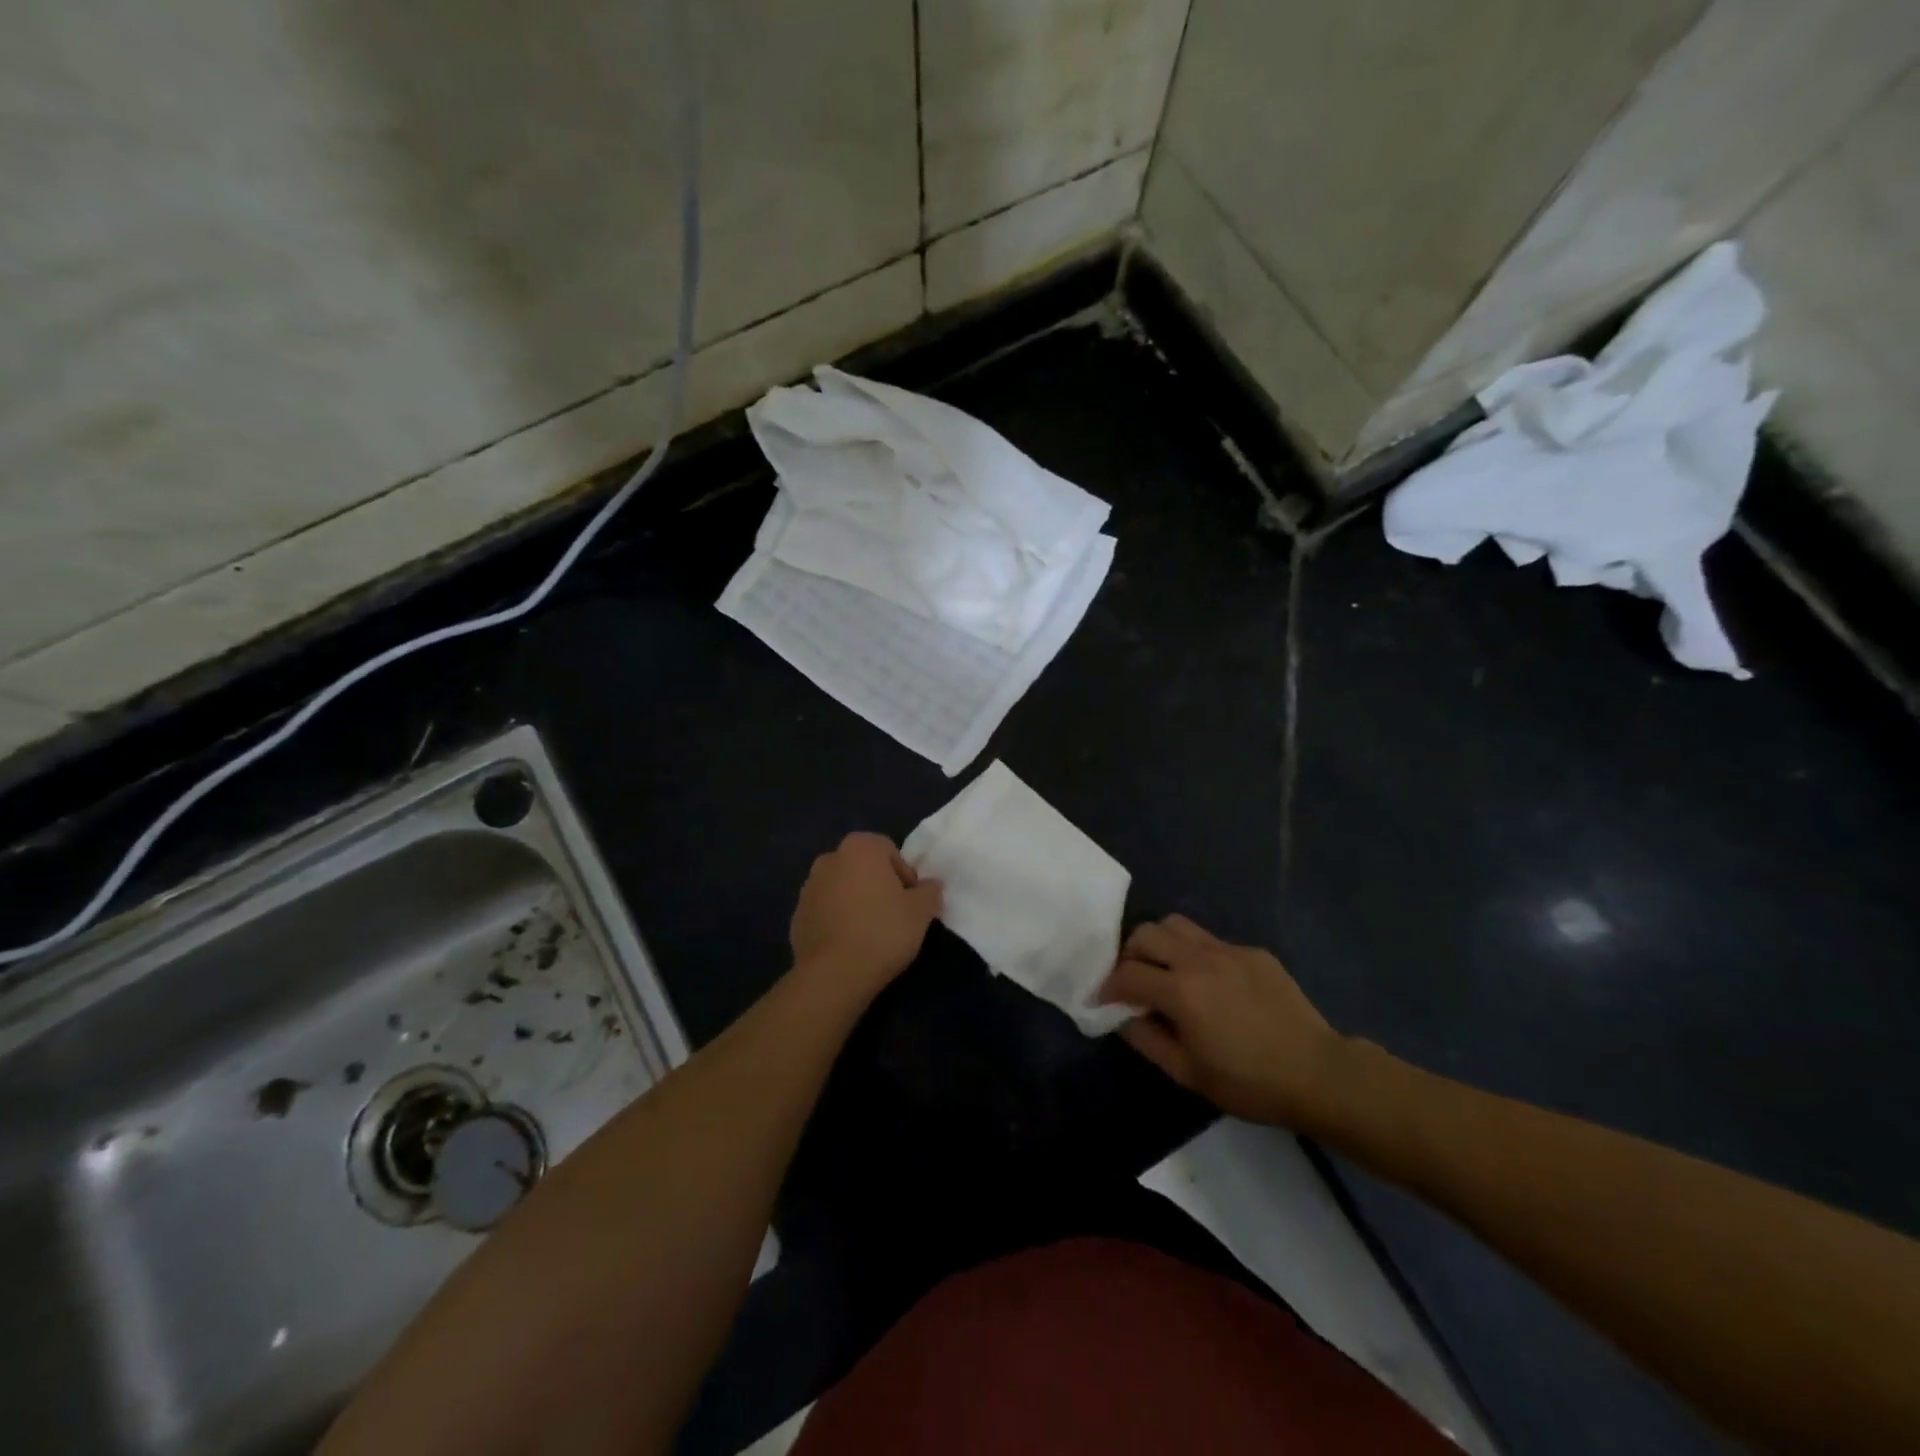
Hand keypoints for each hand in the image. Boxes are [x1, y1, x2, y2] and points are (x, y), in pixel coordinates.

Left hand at [790, 833, 942, 994]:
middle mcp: (829, 859)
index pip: (889, 851)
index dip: (905, 875)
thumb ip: (930, 891)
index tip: (910, 902)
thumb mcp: (921, 912)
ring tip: (871, 934)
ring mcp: (808, 888)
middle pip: (863, 868)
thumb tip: (930, 886)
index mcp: (860, 847)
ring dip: (856, 903)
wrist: (834, 974)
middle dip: (878, 886)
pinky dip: (837, 921)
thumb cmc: (883, 932)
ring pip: (842, 889)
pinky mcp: (796, 916)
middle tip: (894, 916)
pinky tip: (849, 946)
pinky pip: (825, 912)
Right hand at [1101, 915, 1350, 1130]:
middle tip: (1132, 981)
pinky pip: (1211, 940)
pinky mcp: (1253, 952)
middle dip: (1129, 954)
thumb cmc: (1249, 1082)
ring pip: (1176, 924)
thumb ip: (1146, 1040)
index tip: (1103, 1001)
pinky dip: (1196, 955)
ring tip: (1165, 971)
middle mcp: (1199, 958)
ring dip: (1160, 943)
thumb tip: (1121, 1017)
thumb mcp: (1188, 1074)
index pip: (1126, 974)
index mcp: (1180, 990)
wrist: (1319, 1073)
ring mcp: (1228, 949)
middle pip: (1146, 933)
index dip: (1107, 987)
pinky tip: (1211, 985)